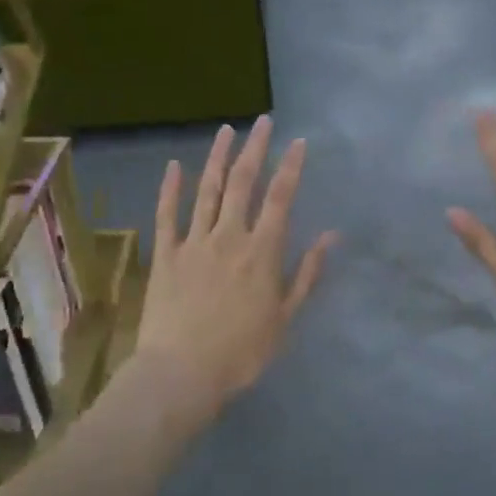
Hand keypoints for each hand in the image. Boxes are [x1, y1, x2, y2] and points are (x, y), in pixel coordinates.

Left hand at [136, 118, 338, 425]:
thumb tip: (331, 236)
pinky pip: (167, 215)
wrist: (182, 373)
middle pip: (243, 183)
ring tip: (225, 131)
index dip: (291, 167)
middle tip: (262, 122)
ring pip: (207, 190)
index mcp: (262, 252)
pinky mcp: (165, 254)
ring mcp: (193, 242)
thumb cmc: (241, 353)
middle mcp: (229, 236)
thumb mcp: (285, 318)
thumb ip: (306, 273)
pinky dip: (170, 189)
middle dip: (255, 149)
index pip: (280, 198)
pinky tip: (174, 166)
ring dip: (217, 158)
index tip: (298, 141)